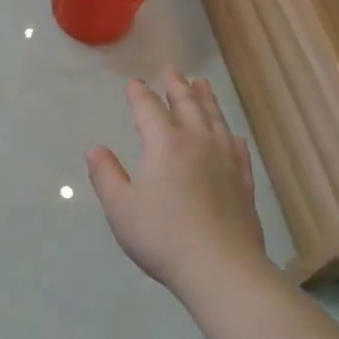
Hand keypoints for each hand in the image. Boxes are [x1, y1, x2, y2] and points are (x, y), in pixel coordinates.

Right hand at [86, 69, 267, 295]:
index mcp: (165, 145)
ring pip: (215, 120)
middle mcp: (197, 143)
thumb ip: (106, 175)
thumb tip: (95, 149)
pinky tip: (232, 134)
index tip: (134, 83)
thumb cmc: (162, 236)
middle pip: (187, 106)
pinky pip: (238, 149)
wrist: (220, 267)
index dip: (139, 95)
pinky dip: (231, 135)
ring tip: (203, 85)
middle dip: (177, 87)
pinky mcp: (244, 182)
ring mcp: (225, 161)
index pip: (149, 110)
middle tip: (173, 71)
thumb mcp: (121, 208)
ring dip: (207, 100)